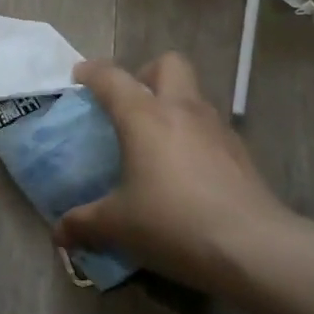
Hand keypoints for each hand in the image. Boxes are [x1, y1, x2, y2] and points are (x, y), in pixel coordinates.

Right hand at [55, 53, 298, 295]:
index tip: (79, 77)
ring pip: (194, 95)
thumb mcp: (117, 226)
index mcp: (144, 116)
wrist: (253, 248)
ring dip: (173, 106)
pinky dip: (194, 138)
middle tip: (130, 106)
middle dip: (145, 74)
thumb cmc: (173, 223)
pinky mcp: (241, 153)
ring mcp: (217, 128)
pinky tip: (186, 173)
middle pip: (167, 64)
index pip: (112, 78)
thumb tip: (59, 233)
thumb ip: (84, 224)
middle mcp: (182, 110)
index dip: (92, 72)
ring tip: (157, 144)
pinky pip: (211, 129)